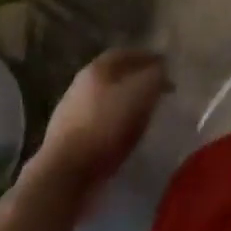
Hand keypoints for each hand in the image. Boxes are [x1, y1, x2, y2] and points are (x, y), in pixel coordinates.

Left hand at [31, 49, 168, 194]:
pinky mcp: (67, 142)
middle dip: (136, 81)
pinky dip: (113, 128)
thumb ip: (155, 77)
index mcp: (97, 68)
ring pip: (105, 102)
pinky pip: (98, 126)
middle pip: (114, 76)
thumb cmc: (105, 127)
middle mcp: (81, 84)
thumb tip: (162, 70)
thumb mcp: (140, 94)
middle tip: (156, 91)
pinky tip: (123, 140)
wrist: (63, 177)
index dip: (149, 58)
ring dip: (124, 106)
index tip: (167, 67)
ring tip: (143, 118)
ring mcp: (70, 114)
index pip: (127, 53)